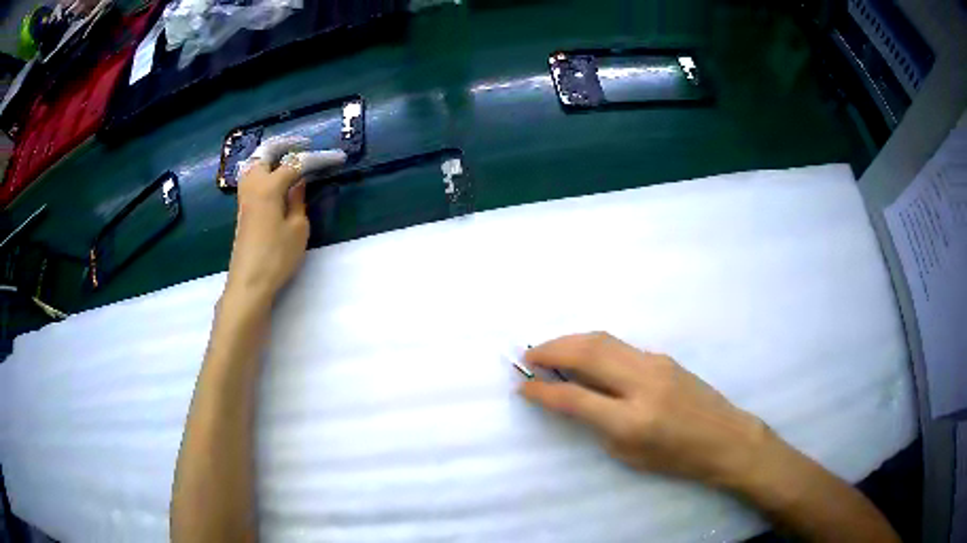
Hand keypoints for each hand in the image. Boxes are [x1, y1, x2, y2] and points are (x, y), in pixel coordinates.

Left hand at [225, 137, 345, 306]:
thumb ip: (298, 200)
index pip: (296, 164)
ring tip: (288, 158)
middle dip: (286, 144)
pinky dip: (263, 168)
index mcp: (269, 187)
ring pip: (254, 163)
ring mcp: (245, 197)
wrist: (249, 282)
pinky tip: (274, 177)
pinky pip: (251, 177)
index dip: (318, 159)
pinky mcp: (243, 209)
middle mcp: (253, 185)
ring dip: (270, 155)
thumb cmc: (276, 257)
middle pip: (265, 153)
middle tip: (304, 145)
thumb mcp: (297, 228)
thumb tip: (299, 182)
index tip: (338, 157)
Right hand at [521, 332, 768, 488]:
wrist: (725, 437)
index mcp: (631, 419)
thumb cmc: (677, 458)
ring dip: (570, 340)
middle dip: (551, 350)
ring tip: (548, 349)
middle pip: (587, 353)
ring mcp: (654, 363)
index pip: (575, 397)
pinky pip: (619, 344)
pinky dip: (592, 344)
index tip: (522, 386)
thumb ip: (598, 425)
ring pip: (602, 340)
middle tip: (528, 356)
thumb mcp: (630, 455)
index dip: (543, 390)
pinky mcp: (662, 356)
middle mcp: (641, 383)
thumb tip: (572, 399)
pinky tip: (583, 354)